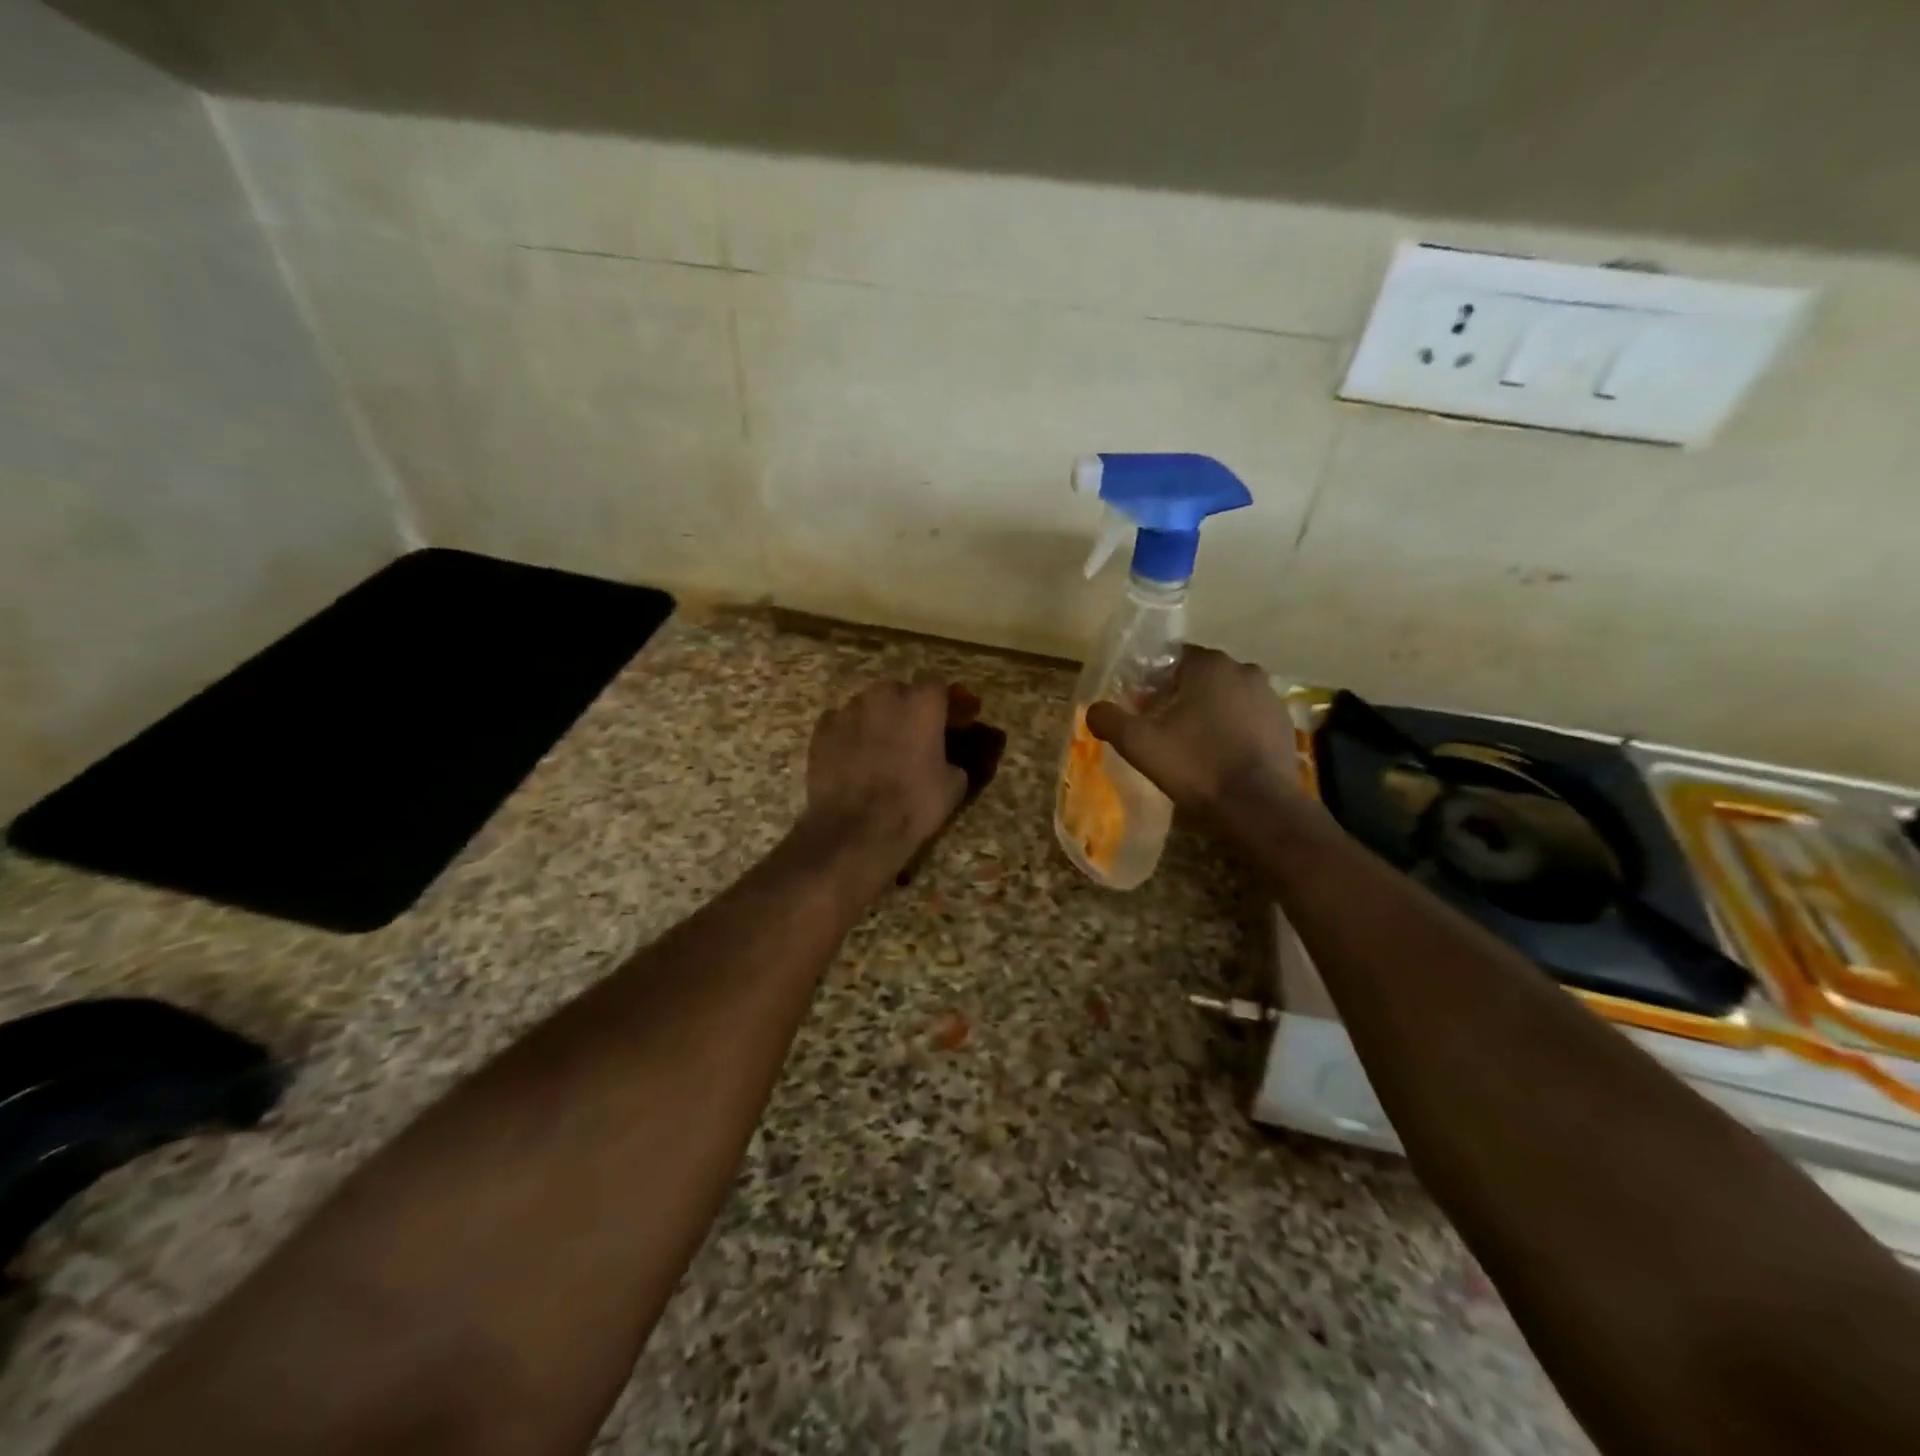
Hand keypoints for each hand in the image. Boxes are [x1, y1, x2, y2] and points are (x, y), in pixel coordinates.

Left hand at [799, 680, 967, 883]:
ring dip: (877, 719)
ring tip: (880, 747)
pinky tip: (852, 756)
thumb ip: (952, 759)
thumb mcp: (953, 785)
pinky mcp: (821, 729)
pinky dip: (849, 733)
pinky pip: (841, 722)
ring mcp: (849, 710)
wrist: (855, 829)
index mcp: (922, 703)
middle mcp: (884, 695)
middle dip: (908, 707)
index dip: (945, 704)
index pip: (938, 686)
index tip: (951, 721)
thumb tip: (947, 760)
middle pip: (900, 691)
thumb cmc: (913, 804)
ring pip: (868, 705)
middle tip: (914, 735)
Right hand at [1085, 647, 1303, 830]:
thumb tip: (1093, 709)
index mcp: (1209, 665)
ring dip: (1210, 714)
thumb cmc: (1195, 766)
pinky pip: (1249, 719)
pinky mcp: (1285, 724)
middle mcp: (1244, 670)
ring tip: (1194, 748)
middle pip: (1201, 679)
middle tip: (1164, 732)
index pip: (1173, 661)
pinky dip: (1234, 730)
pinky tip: (1223, 758)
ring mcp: (1270, 697)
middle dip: (1181, 699)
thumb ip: (1110, 719)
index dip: (1154, 685)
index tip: (1144, 712)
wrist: (1258, 807)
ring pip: (1227, 698)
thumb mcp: (1139, 744)